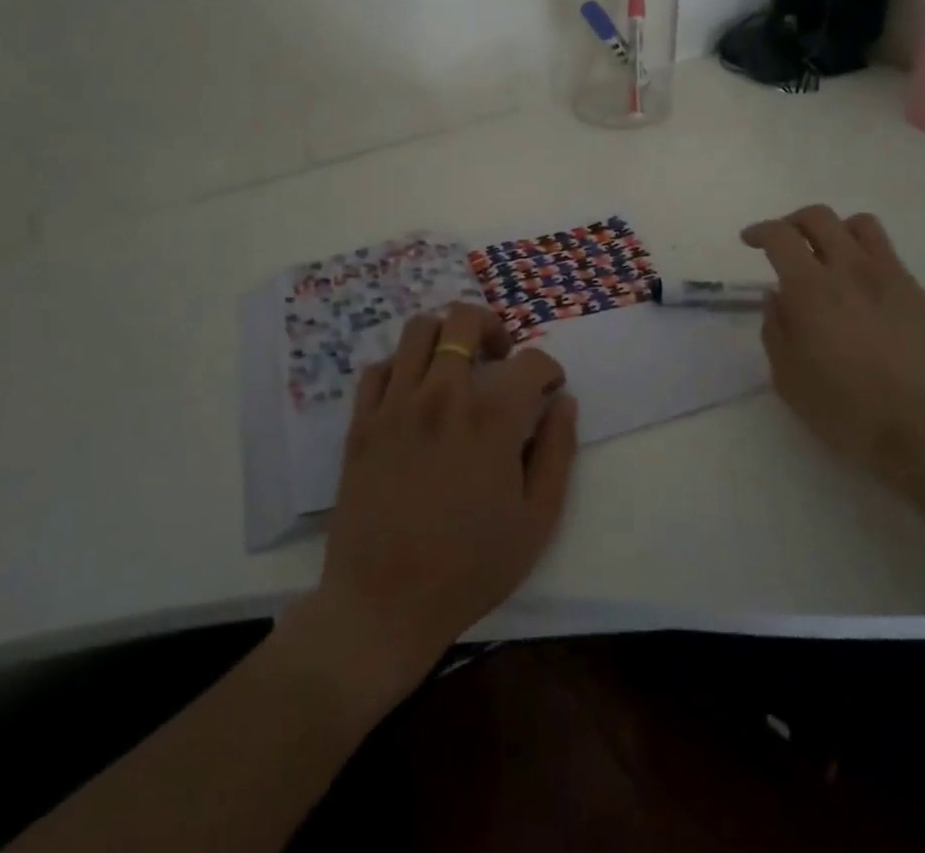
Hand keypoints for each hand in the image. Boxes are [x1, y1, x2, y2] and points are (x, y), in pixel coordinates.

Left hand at [306, 302, 578, 700]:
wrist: (383, 606)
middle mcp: (442, 394)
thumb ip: (557, 452)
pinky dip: (402, 366)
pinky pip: (379, 368)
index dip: (549, 370)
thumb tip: (563, 402)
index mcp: (491, 417)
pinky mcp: (361, 422)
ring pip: (419, 329)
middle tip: (501, 358)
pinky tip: (414, 392)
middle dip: (493, 327)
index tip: (550, 391)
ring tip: (457, 364)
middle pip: (465, 319)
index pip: (530, 361)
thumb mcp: (537, 520)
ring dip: (445, 335)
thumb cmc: (470, 567)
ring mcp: (395, 404)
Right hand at [742, 205, 924, 481]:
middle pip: (818, 217)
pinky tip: (861, 290)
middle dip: (793, 222)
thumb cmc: (846, 410)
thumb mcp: (788, 378)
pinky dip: (865, 256)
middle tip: (784, 243)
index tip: (751, 241)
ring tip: (828, 255)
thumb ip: (775, 329)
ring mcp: (889, 277)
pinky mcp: (917, 293)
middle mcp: (850, 270)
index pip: (780, 236)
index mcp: (811, 290)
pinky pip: (888, 254)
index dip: (760, 231)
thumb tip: (776, 297)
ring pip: (860, 224)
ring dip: (835, 230)